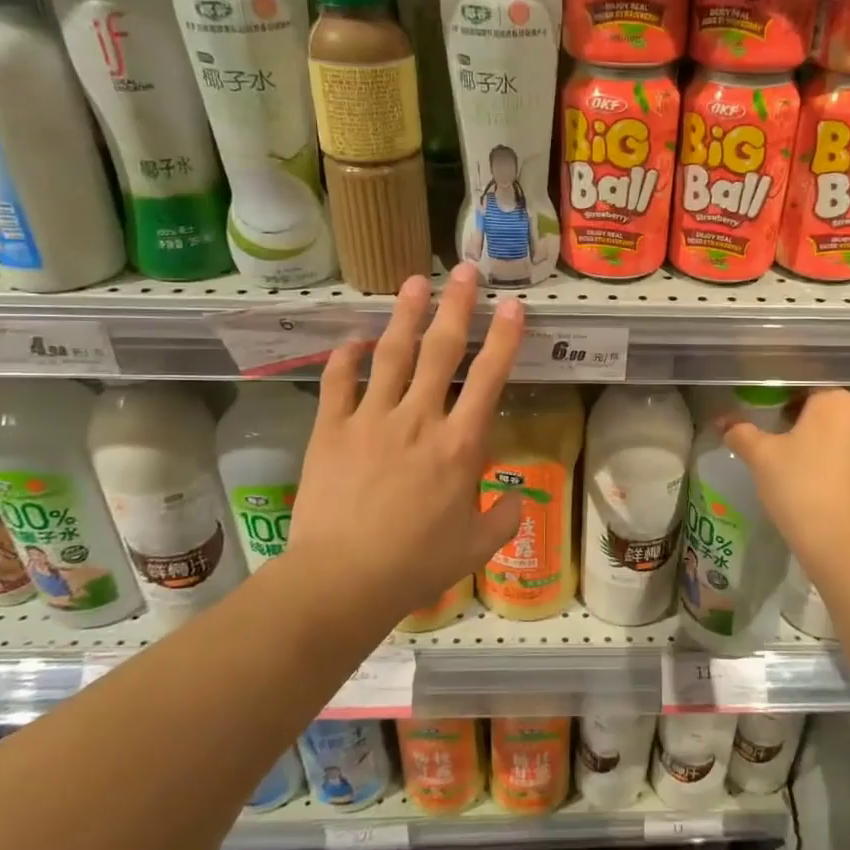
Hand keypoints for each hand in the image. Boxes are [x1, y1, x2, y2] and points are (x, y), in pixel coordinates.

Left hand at [287, 262, 524, 620]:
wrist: (343, 578)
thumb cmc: (417, 564)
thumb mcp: (477, 547)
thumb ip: (505, 518)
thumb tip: (517, 500)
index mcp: (459, 444)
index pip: (488, 378)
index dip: (504, 338)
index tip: (513, 306)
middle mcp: (418, 419)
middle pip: (441, 350)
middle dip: (457, 307)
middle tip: (465, 272)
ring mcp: (371, 419)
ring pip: (392, 354)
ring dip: (406, 315)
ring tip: (416, 282)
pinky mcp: (331, 429)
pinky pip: (339, 381)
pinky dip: (347, 356)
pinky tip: (355, 339)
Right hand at [723, 389, 849, 557]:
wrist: (836, 538)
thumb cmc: (796, 484)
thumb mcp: (759, 456)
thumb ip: (741, 433)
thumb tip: (724, 423)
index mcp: (836, 403)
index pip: (809, 392)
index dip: (789, 406)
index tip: (774, 427)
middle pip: (832, 414)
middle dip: (812, 426)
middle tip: (786, 449)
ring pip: (849, 440)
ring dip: (831, 448)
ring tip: (806, 472)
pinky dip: (846, 472)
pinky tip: (826, 492)